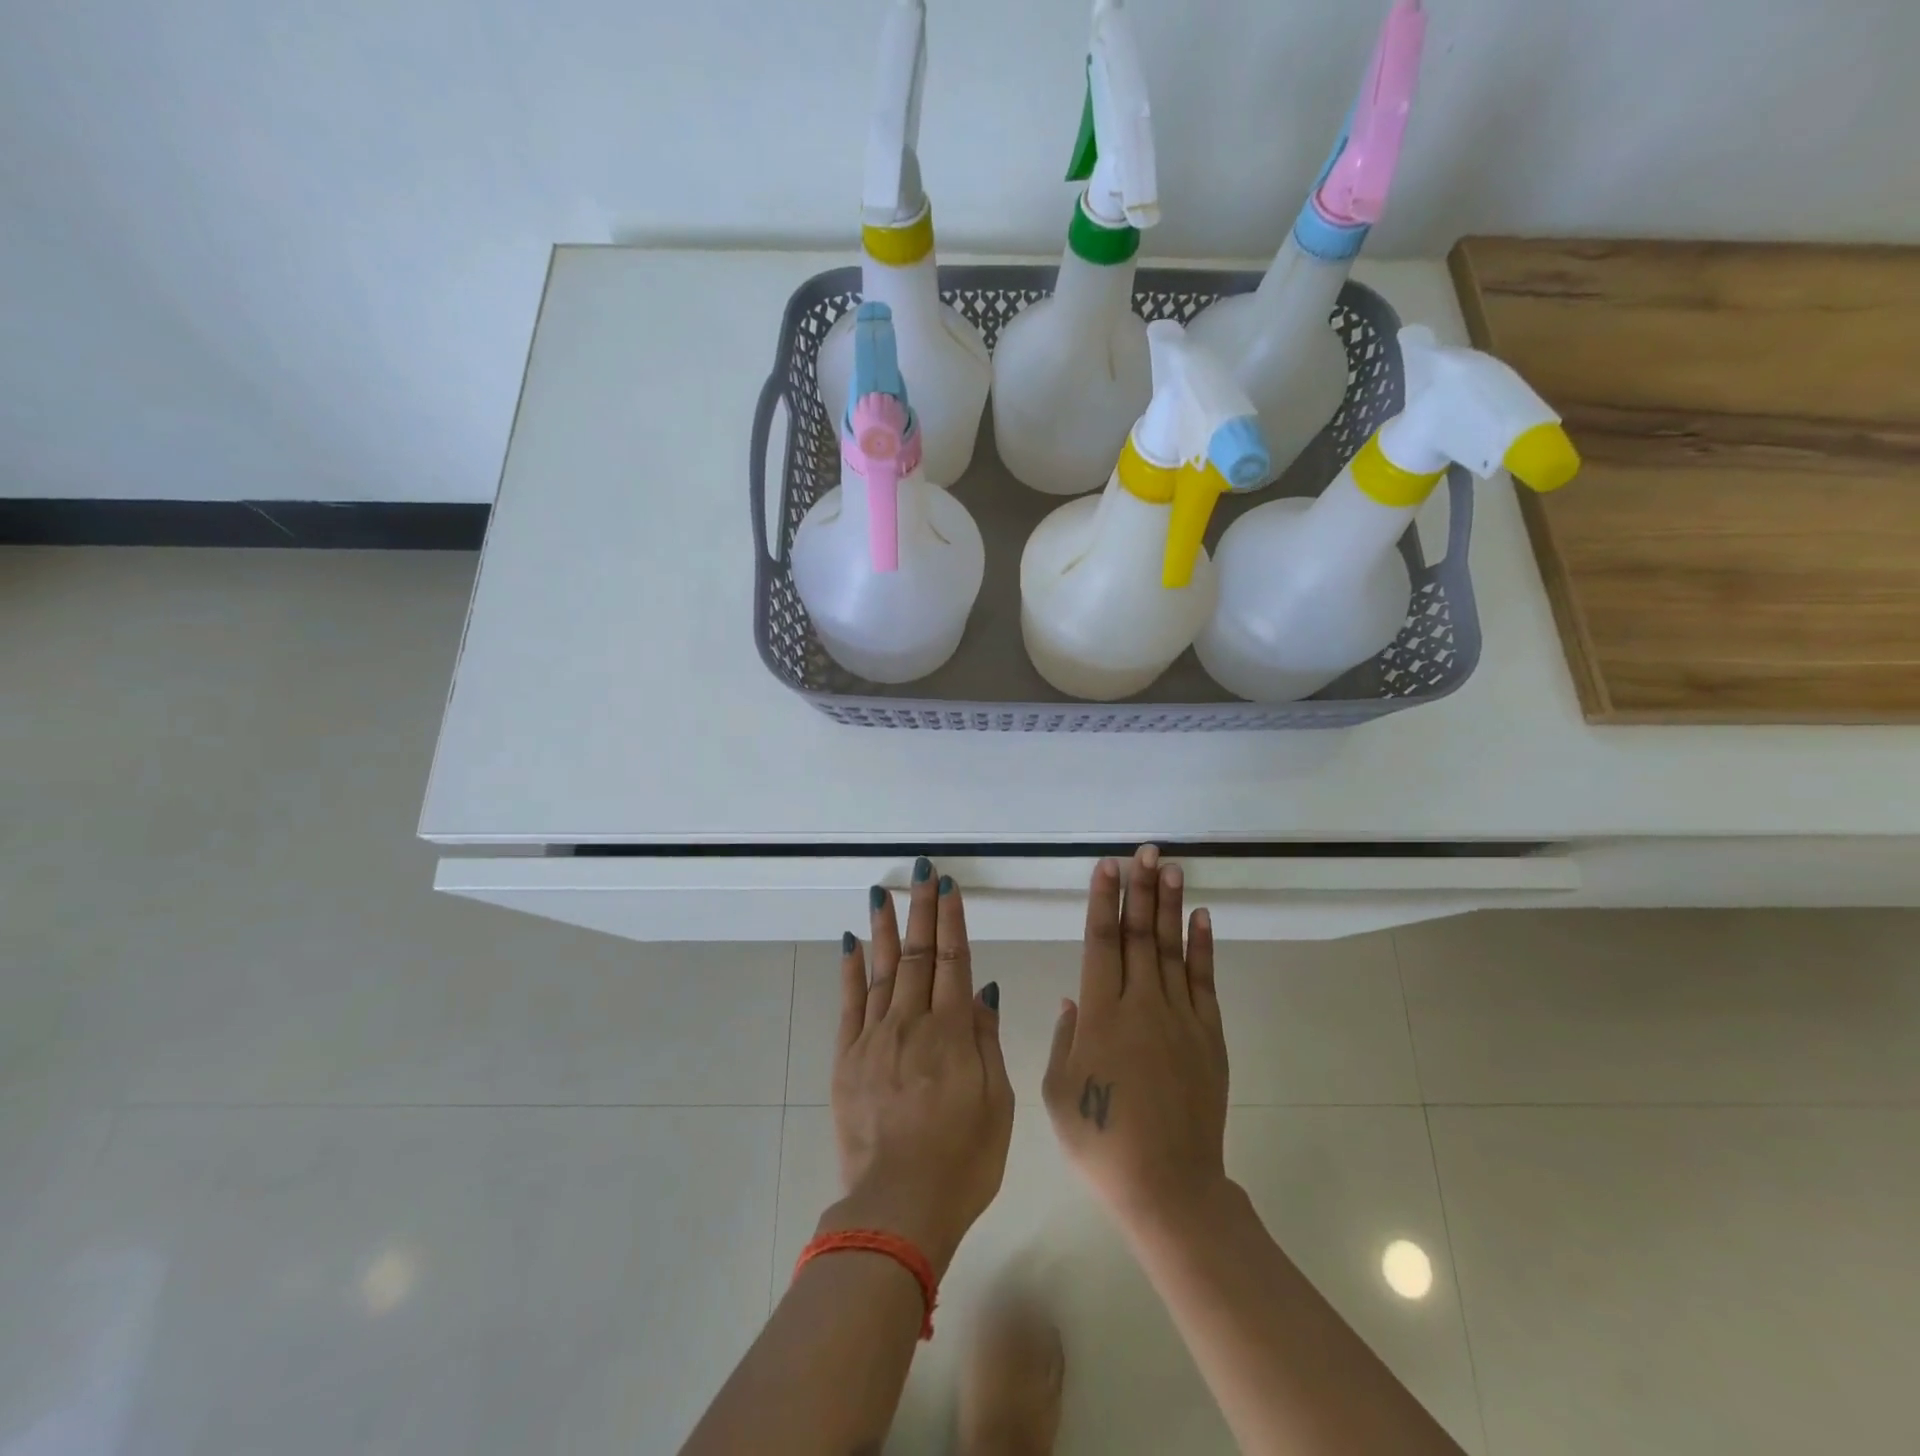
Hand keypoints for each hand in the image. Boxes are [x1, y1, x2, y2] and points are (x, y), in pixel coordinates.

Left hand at [823, 859, 1014, 1275]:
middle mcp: (912, 1023)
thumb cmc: (962, 1161)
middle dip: (921, 909)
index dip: (951, 920)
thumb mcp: (997, 1104)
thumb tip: (982, 987)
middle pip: (917, 955)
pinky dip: (849, 971)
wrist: (898, 1209)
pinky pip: (849, 1004)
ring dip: (883, 928)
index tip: (948, 887)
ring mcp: (875, 1039)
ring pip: (880, 969)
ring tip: (882, 892)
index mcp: (952, 1033)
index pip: (954, 960)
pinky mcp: (847, 1059)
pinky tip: (850, 943)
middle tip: (921, 871)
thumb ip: (986, 1040)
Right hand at [1043, 847, 1228, 1232]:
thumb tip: (1074, 998)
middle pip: (1138, 933)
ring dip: (1170, 905)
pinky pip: (1204, 980)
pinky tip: (1200, 917)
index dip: (1103, 900)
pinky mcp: (1208, 1035)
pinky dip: (1203, 946)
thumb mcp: (1057, 1091)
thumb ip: (1066, 1037)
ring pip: (1172, 947)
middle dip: (1139, 888)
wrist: (1167, 1184)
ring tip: (1170, 867)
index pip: (1101, 941)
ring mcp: (1179, 1016)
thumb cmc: (1101, 1140)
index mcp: (1100, 1013)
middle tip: (1144, 851)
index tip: (1107, 867)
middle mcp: (1140, 1003)